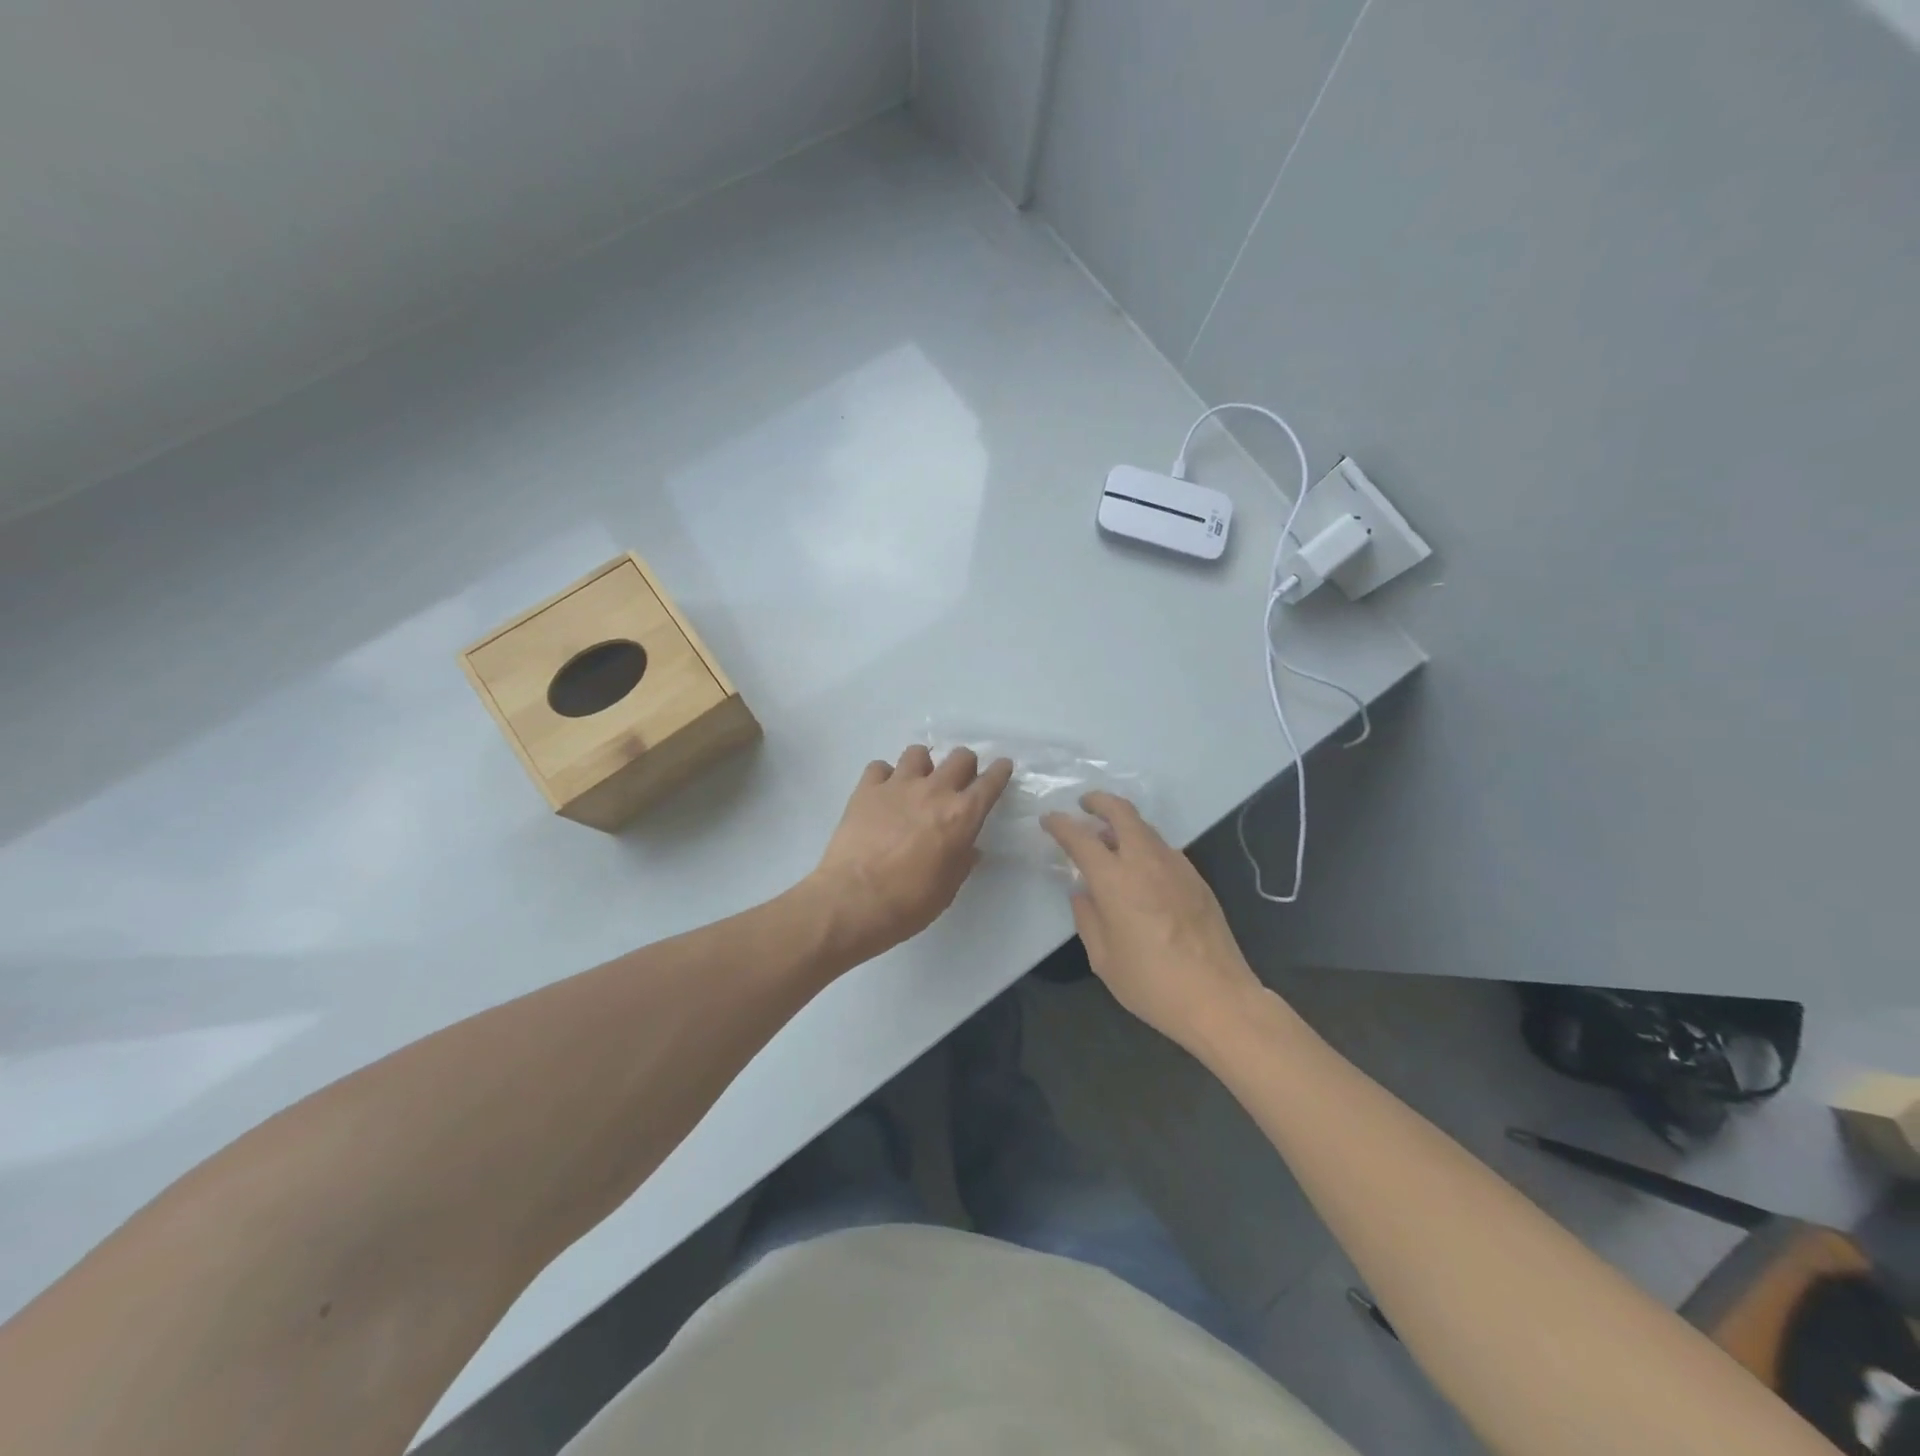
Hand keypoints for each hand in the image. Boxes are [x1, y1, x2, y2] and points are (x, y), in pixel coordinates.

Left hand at [807, 745, 1013, 964]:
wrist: (854, 900)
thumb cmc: (909, 902)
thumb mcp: (948, 888)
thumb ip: (962, 861)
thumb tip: (969, 848)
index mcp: (962, 815)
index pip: (990, 782)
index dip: (1000, 772)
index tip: (1002, 767)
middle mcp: (934, 790)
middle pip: (959, 757)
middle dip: (965, 765)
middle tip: (958, 782)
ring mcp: (898, 785)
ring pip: (918, 753)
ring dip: (924, 765)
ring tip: (917, 783)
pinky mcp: (866, 789)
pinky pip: (880, 767)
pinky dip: (884, 776)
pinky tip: (883, 793)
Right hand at [1043, 792, 1265, 1056]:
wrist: (1218, 998)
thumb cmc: (1151, 983)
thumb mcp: (1103, 958)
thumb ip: (1088, 918)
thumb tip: (1083, 893)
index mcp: (1115, 880)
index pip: (1081, 838)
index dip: (1061, 825)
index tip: (1049, 820)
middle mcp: (1146, 862)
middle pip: (1122, 813)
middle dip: (1099, 802)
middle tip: (1084, 805)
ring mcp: (1176, 867)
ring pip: (1145, 828)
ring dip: (1123, 824)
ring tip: (1109, 839)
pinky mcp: (1196, 879)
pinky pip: (1163, 849)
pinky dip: (1145, 845)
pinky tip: (1140, 868)